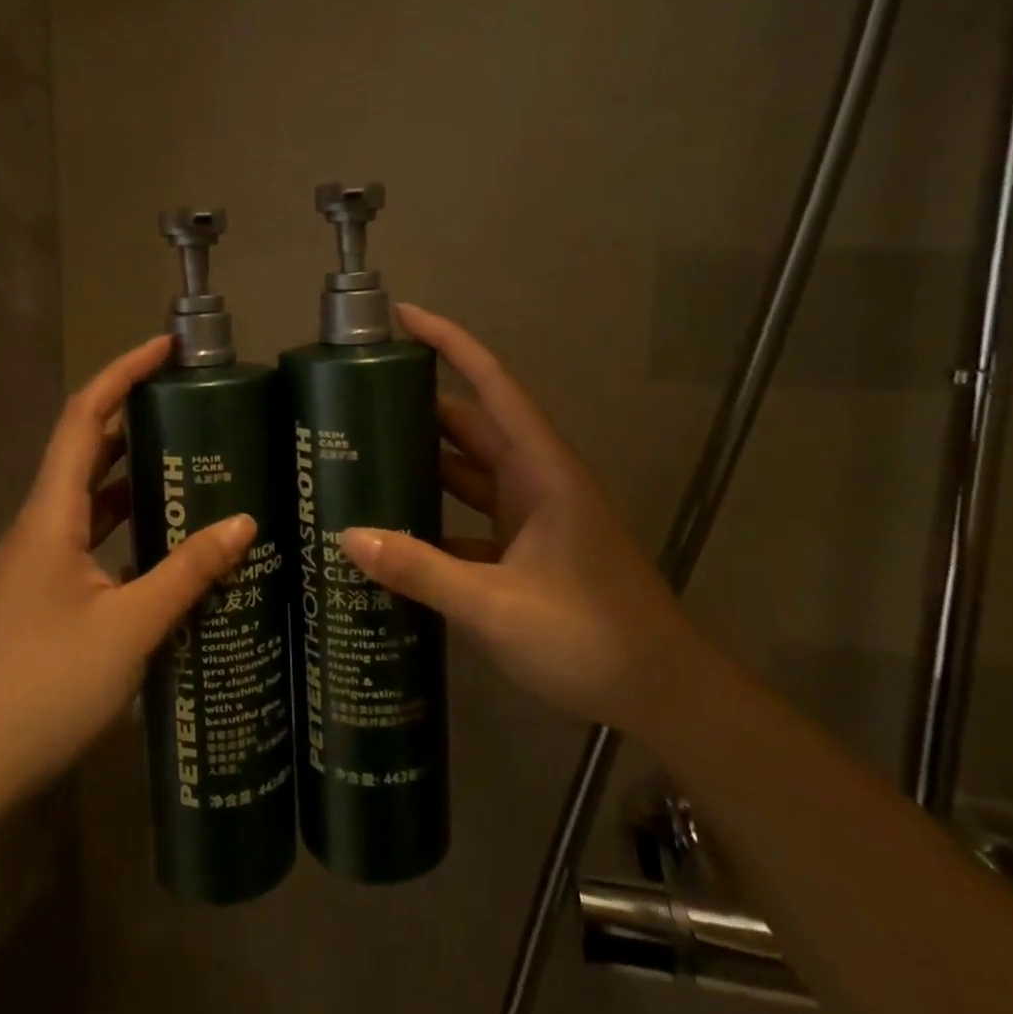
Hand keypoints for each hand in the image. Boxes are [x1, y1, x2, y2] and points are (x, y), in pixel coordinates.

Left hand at [0, 337, 255, 816]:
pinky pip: (91, 537)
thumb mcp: (129, 628)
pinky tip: (167, 543)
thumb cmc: (42, 688)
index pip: (85, 417)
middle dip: (135, 417)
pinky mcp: (44, 593)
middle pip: (87, 449)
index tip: (168, 349)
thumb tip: (244, 523)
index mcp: (50, 514)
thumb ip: (187, 572)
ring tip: (194, 463)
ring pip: (90, 497)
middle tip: (195, 407)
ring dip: (135, 474)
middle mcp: (39, 525)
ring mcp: (38, 561)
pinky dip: (127, 524)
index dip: (123, 373)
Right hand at [340, 304, 700, 735]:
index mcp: (541, 469)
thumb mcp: (495, 605)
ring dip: (422, 461)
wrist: (665, 696)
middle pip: (470, 423)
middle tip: (352, 400)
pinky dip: (433, 516)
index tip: (401, 317)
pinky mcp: (524, 549)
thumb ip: (420, 571)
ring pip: (467, 470)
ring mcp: (531, 515)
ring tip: (358, 456)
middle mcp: (535, 479)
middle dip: (416, 405)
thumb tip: (347, 537)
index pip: (491, 383)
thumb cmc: (591, 637)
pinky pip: (468, 516)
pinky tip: (391, 530)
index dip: (449, 342)